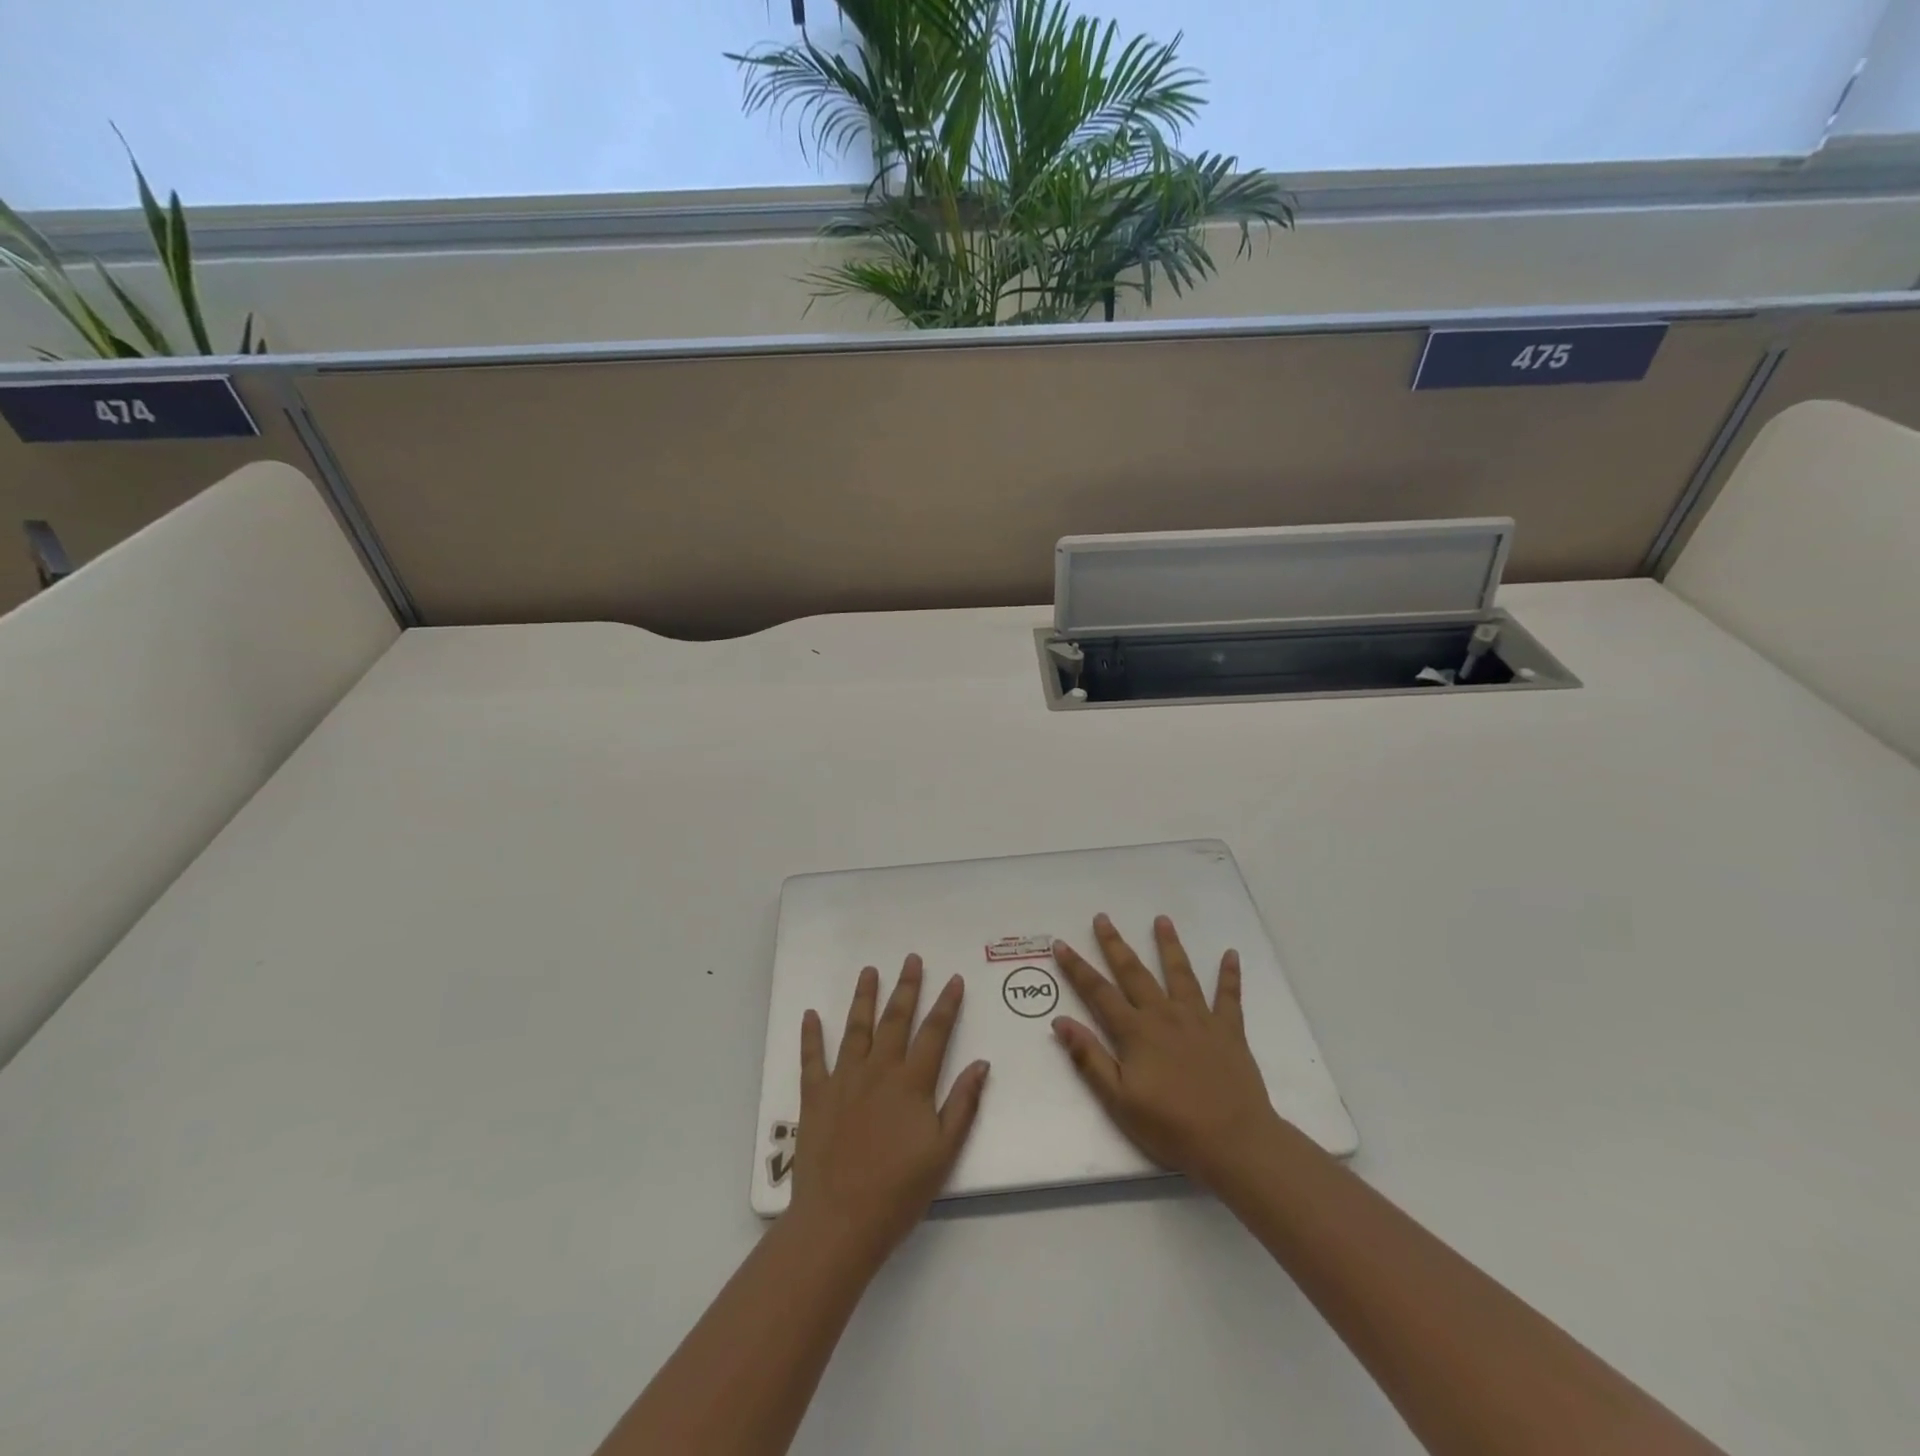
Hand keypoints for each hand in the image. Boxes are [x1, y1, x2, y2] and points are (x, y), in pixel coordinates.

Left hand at [789, 956, 989, 1265]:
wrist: (840, 1220)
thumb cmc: (898, 1191)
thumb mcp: (943, 1152)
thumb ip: (963, 1104)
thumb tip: (980, 1063)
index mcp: (912, 1083)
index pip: (934, 1033)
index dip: (946, 1004)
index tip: (954, 979)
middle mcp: (878, 1070)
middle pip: (895, 1019)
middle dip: (906, 987)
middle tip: (911, 959)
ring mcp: (843, 1079)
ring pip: (856, 1028)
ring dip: (864, 997)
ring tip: (869, 971)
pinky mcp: (815, 1096)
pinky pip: (812, 1058)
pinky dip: (811, 1035)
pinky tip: (811, 1014)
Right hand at [1051, 914, 1281, 1190]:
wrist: (1234, 1142)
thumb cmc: (1171, 1127)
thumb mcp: (1119, 1100)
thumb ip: (1089, 1058)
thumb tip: (1060, 1021)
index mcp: (1136, 1032)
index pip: (1099, 992)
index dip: (1077, 968)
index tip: (1061, 943)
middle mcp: (1164, 1015)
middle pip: (1135, 973)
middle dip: (1115, 944)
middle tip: (1103, 917)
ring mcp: (1199, 1019)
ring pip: (1180, 973)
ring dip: (1169, 945)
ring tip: (1162, 920)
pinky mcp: (1229, 1031)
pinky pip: (1229, 996)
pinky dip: (1230, 974)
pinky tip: (1231, 953)